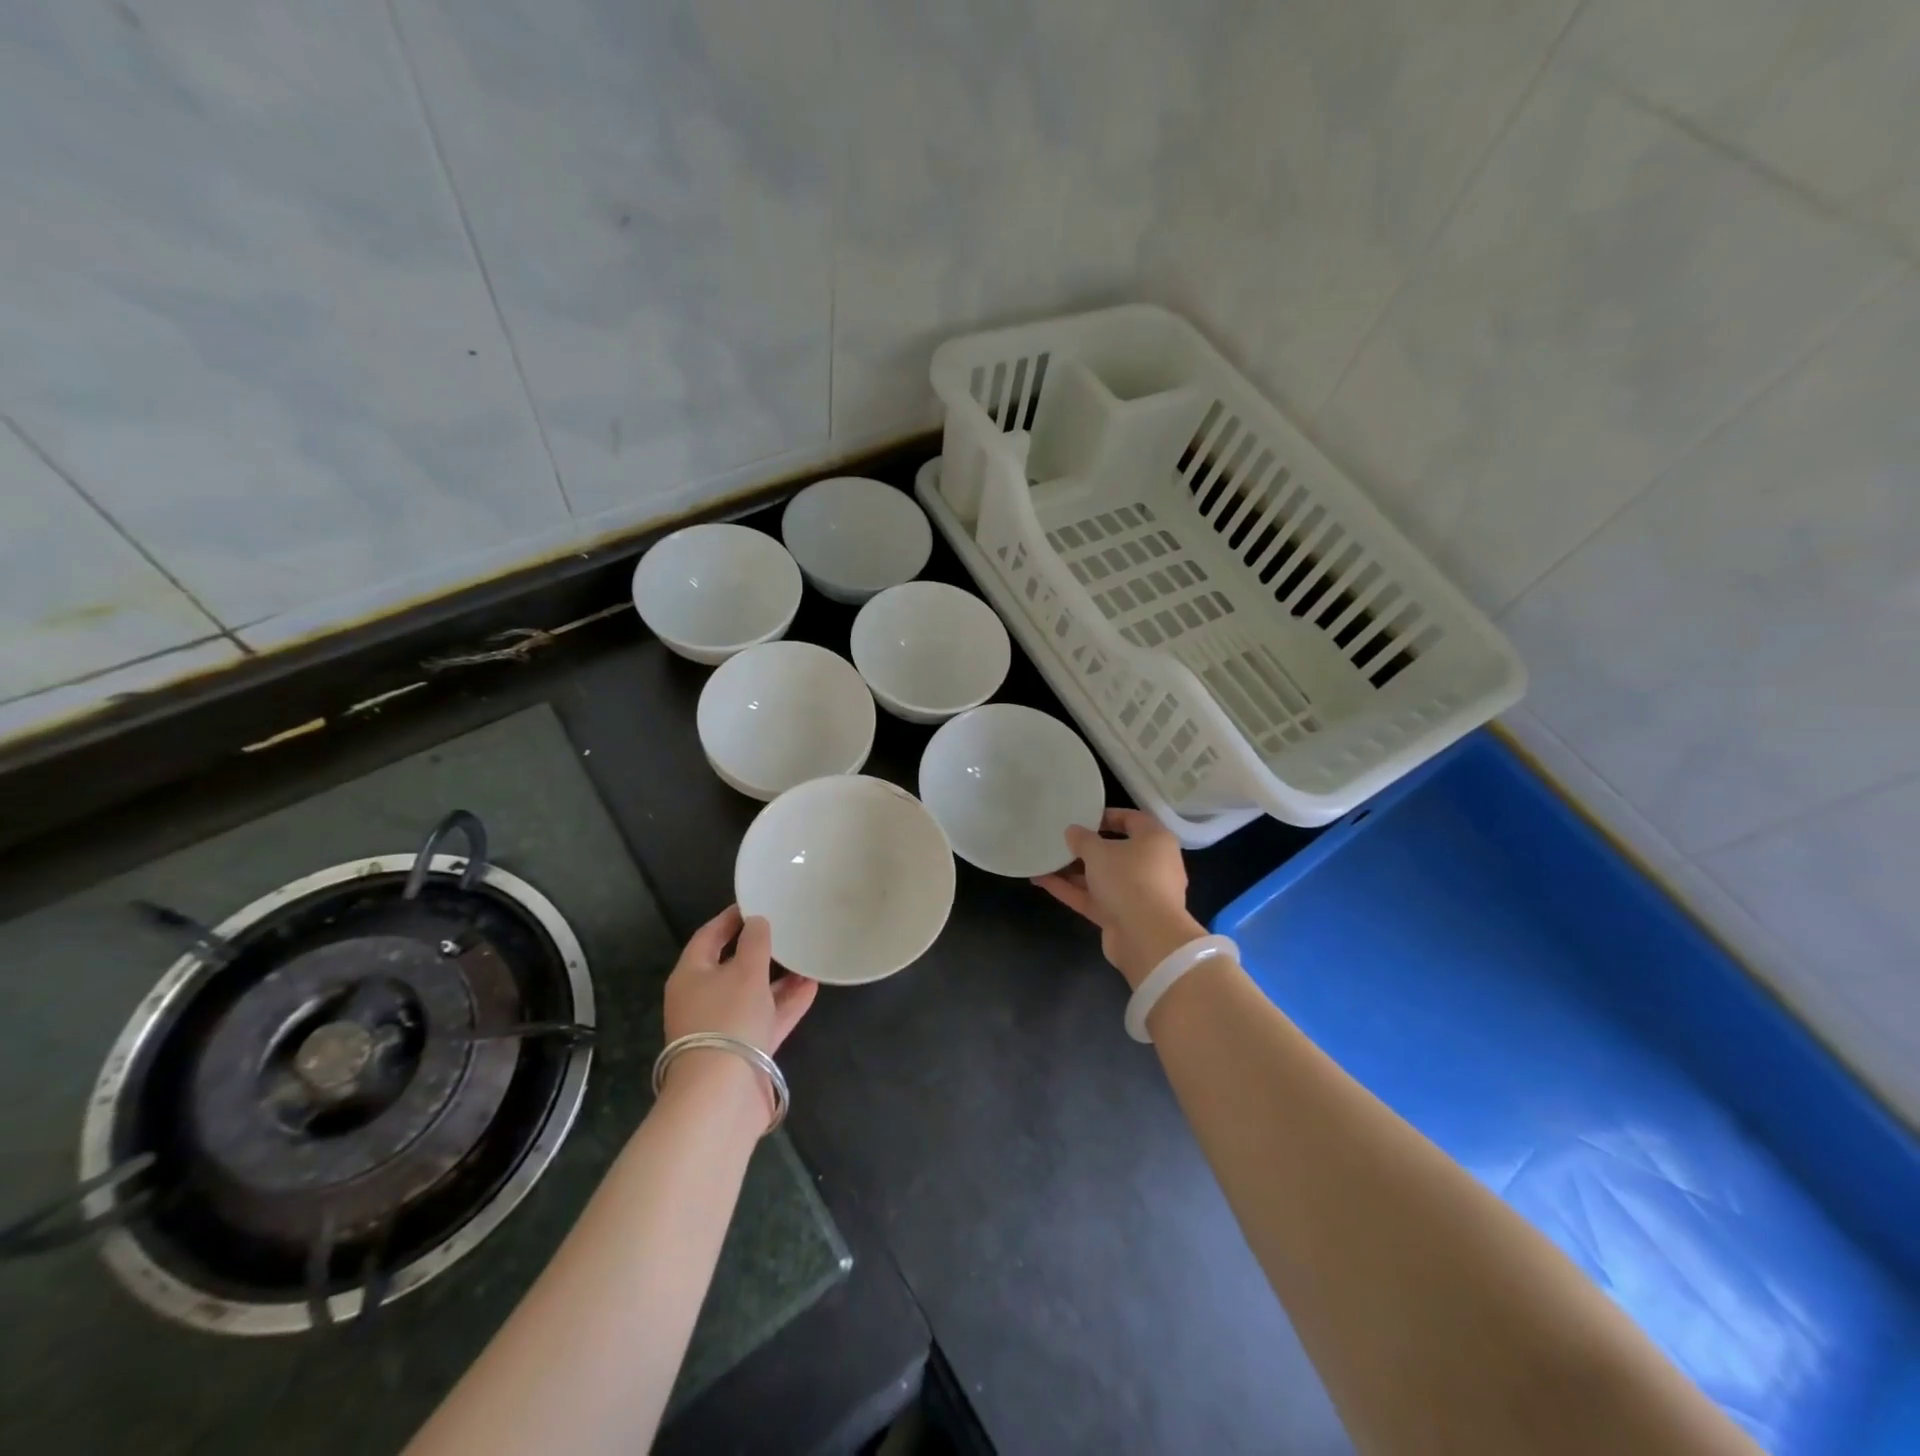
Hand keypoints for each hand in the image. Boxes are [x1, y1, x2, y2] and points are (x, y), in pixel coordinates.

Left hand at [662, 906, 817, 1118]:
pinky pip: (767, 1017)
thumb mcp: (745, 971)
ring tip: (807, 957)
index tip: (756, 903)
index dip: (731, 918)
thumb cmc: (728, 1020)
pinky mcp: (744, 1050)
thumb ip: (755, 942)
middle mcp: (703, 999)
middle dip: (760, 950)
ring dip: (779, 977)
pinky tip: (812, 986)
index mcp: (691, 975)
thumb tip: (757, 922)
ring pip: (754, 993)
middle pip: (732, 966)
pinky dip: (786, 1002)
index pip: (709, 936)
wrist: (722, 1096)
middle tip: (787, 930)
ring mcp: (724, 1027)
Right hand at [1034, 808, 1206, 989]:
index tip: (1081, 817)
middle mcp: (1151, 865)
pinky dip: (1072, 890)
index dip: (1106, 816)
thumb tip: (1073, 831)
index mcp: (1155, 841)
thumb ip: (1082, 839)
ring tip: (1044, 860)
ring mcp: (1137, 894)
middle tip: (1059, 840)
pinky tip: (1043, 881)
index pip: (1132, 820)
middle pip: (1115, 851)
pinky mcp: (1122, 916)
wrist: (1147, 938)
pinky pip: (1095, 898)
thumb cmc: (1128, 880)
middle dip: (1085, 848)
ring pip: (1102, 877)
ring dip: (1073, 871)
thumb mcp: (1099, 851)